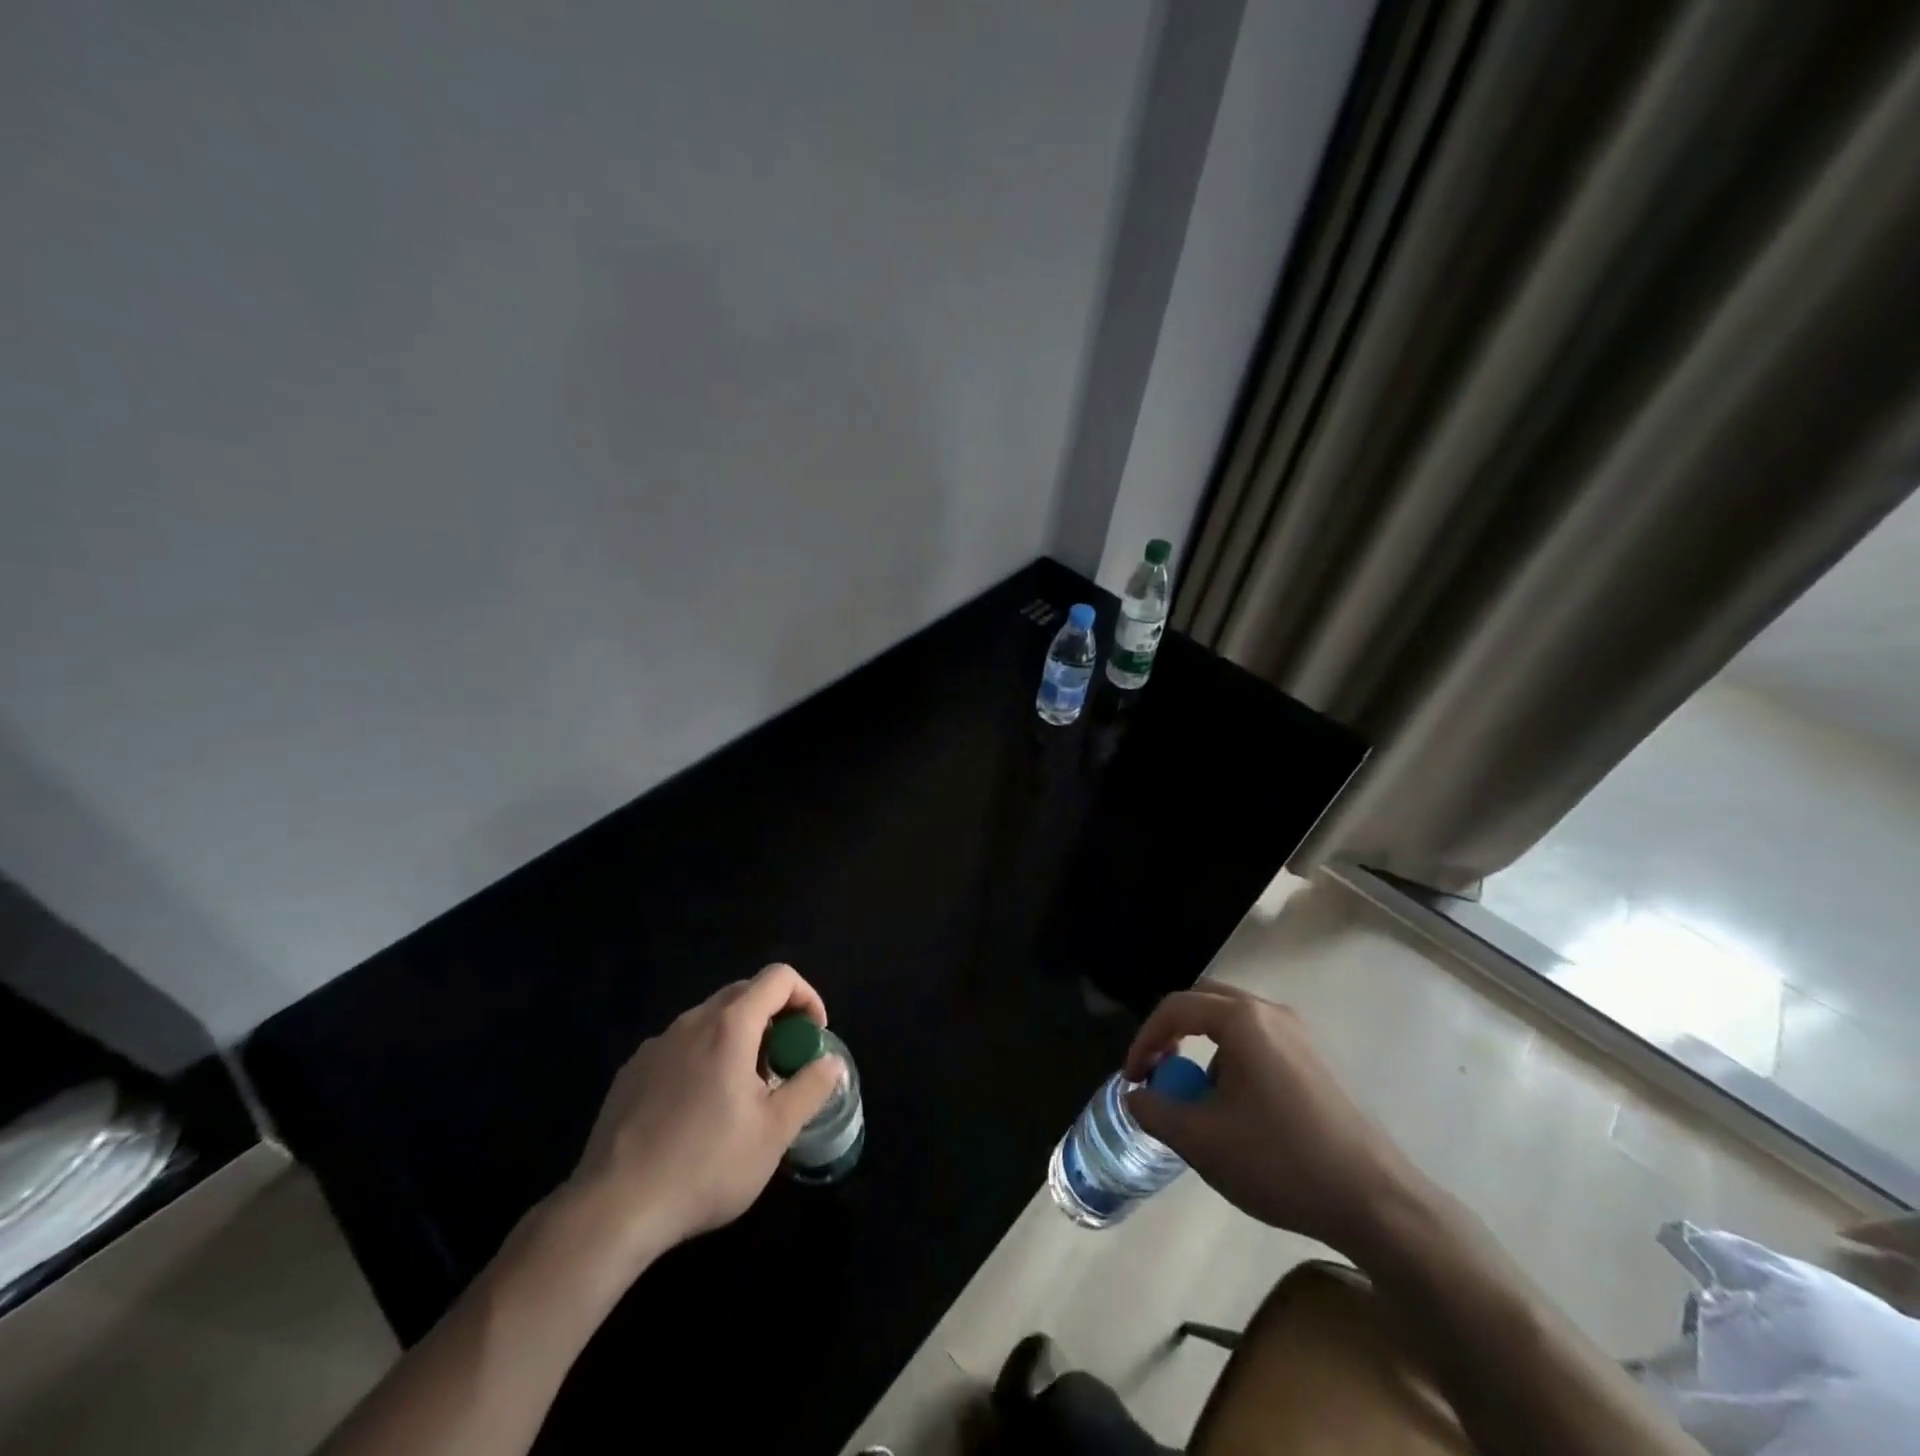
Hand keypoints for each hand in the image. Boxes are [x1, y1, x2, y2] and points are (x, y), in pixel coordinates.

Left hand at [565, 963, 841, 1263]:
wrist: (613, 1209)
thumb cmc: (705, 1165)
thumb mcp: (774, 1133)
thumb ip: (810, 1087)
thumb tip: (831, 1062)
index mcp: (730, 1026)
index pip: (778, 978)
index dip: (806, 997)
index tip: (813, 1037)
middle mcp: (691, 1022)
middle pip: (744, 993)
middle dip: (775, 1017)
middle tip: (784, 1064)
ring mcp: (656, 1045)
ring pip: (710, 1020)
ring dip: (739, 1038)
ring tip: (744, 1092)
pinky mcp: (631, 1072)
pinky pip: (681, 1046)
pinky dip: (705, 1058)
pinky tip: (699, 1110)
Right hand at [1124, 982, 1422, 1253]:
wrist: (1376, 1202)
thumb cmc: (1281, 1161)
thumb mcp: (1202, 1141)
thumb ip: (1156, 1111)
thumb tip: (1135, 1096)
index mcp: (1243, 1020)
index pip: (1176, 1008)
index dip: (1144, 1040)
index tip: (1132, 1079)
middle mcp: (1272, 1013)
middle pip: (1205, 1002)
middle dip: (1173, 1032)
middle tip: (1158, 1070)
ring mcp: (1300, 1034)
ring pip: (1234, 1022)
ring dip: (1204, 1048)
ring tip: (1198, 1098)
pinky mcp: (1316, 1060)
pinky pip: (1259, 1042)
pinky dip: (1233, 1060)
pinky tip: (1240, 1110)